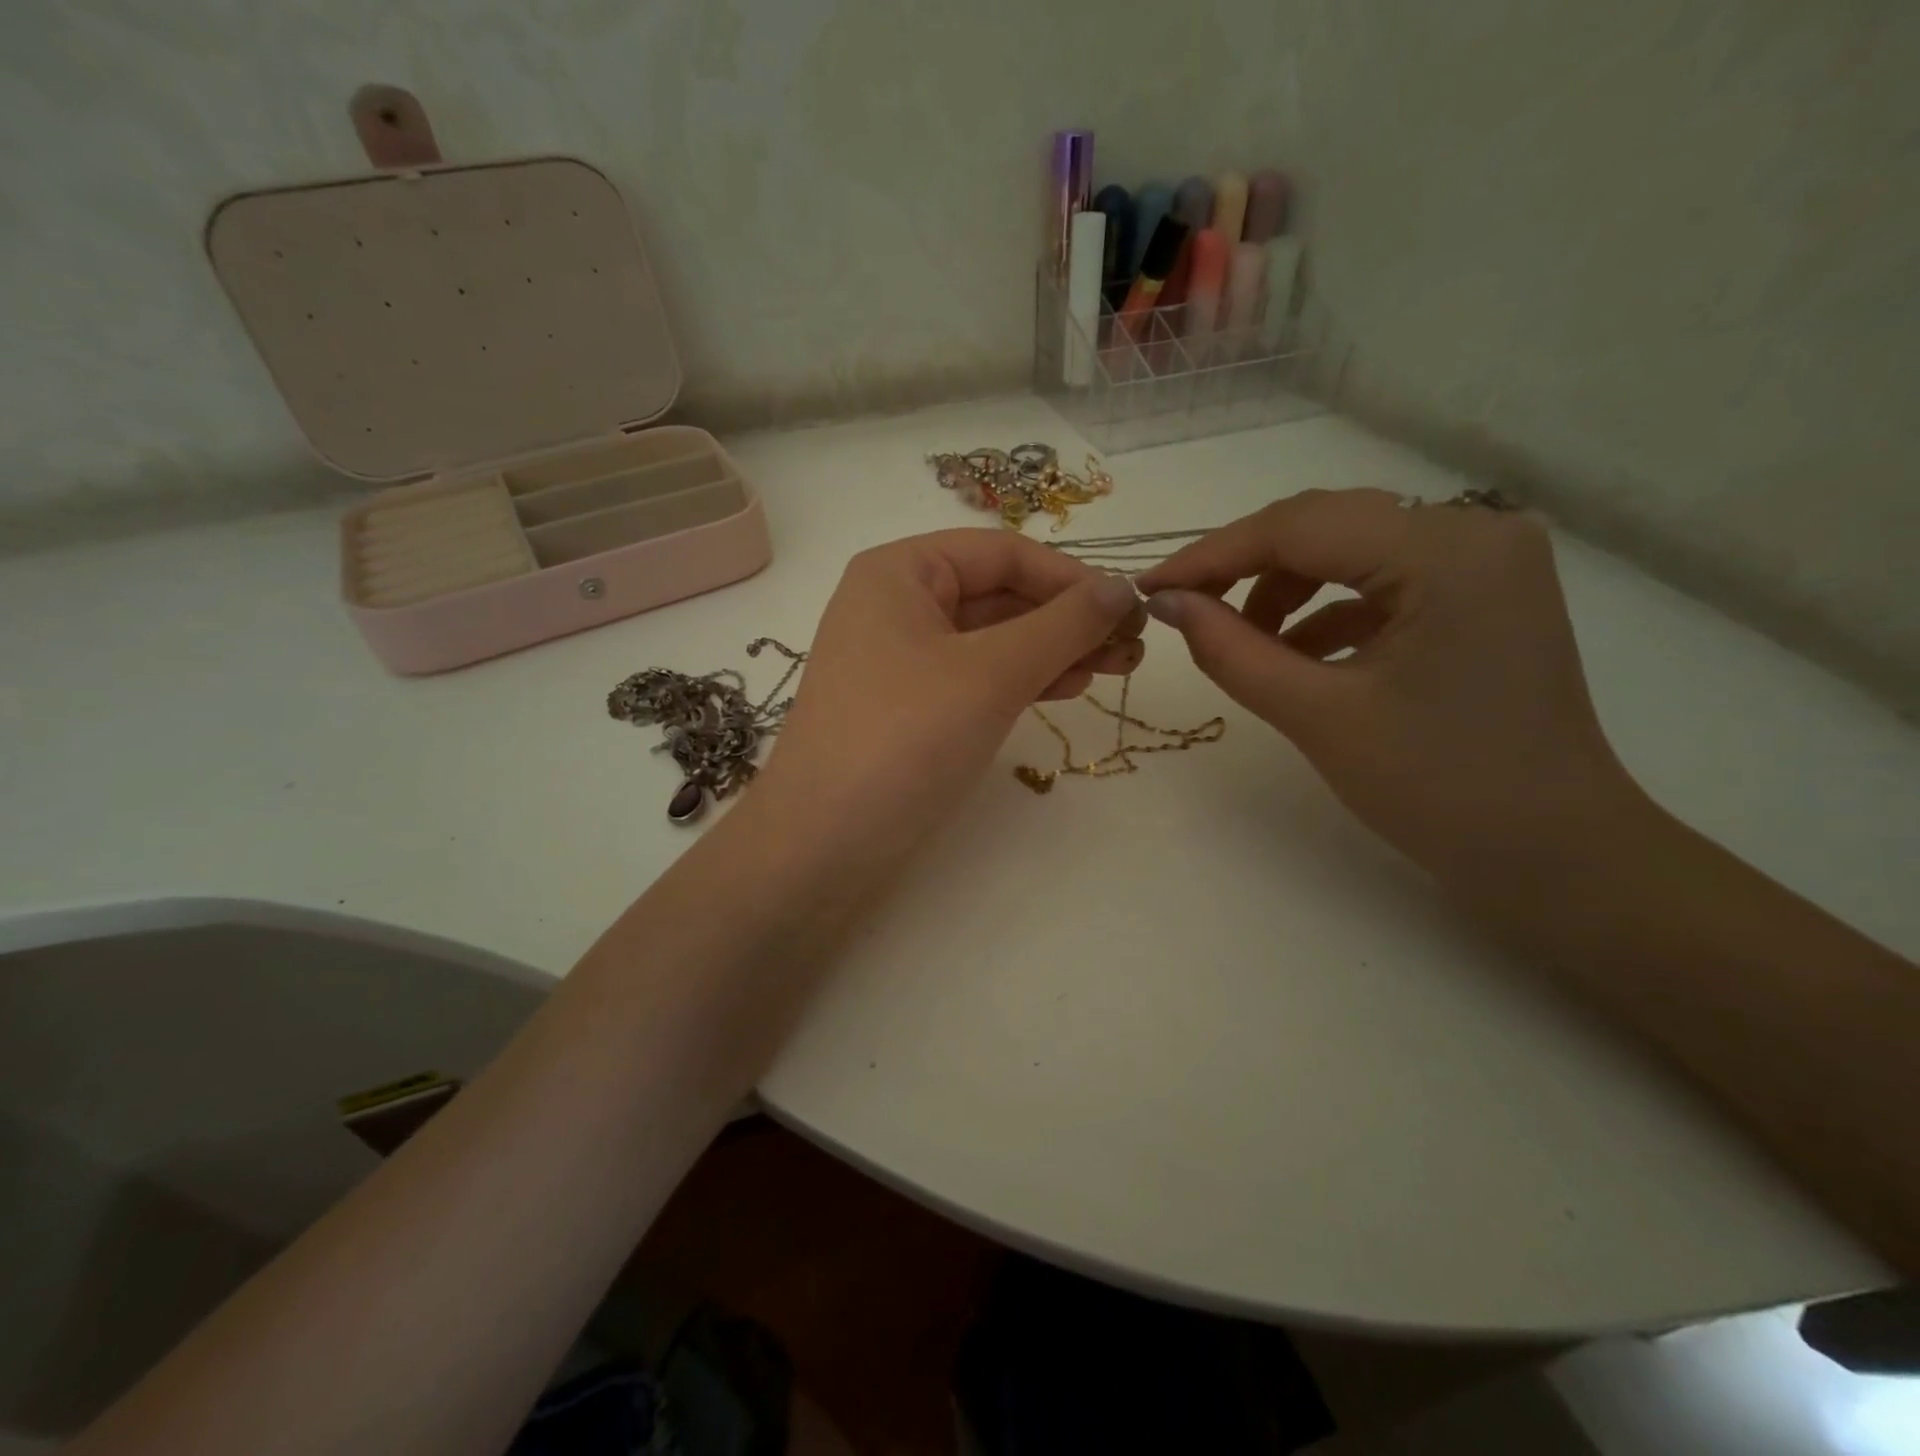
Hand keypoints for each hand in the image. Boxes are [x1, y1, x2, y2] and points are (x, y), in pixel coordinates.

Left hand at [756, 528, 1144, 860]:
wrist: (822, 845)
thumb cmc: (904, 740)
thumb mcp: (991, 674)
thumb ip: (1063, 625)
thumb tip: (1122, 587)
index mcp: (900, 572)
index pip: (1003, 554)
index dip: (1071, 578)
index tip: (1130, 611)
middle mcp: (895, 605)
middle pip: (999, 595)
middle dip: (1067, 619)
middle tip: (1131, 649)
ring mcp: (899, 660)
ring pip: (991, 640)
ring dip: (1053, 650)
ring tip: (1113, 670)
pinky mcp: (907, 708)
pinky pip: (975, 677)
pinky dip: (1022, 680)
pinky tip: (1065, 687)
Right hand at [1136, 489, 1642, 888]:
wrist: (1550, 853)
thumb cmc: (1437, 789)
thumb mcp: (1316, 715)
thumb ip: (1231, 650)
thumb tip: (1166, 602)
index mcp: (1446, 552)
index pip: (1299, 526)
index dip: (1211, 556)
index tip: (1149, 587)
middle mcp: (1475, 531)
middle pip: (1326, 525)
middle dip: (1245, 567)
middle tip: (1183, 608)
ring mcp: (1485, 558)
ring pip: (1349, 547)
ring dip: (1284, 587)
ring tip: (1243, 642)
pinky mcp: (1482, 590)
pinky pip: (1380, 578)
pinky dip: (1327, 608)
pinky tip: (1296, 653)